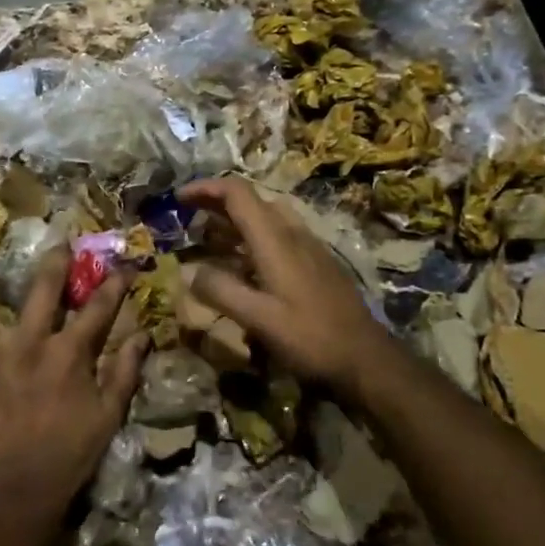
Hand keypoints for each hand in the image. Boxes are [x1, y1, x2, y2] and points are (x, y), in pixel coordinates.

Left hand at [0, 250, 145, 513]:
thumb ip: (125, 373)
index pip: (98, 307)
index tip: (124, 265)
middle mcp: (29, 343)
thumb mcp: (108, 416)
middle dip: (54, 261)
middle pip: (42, 288)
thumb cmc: (69, 455)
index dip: (114, 283)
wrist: (16, 493)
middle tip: (59, 242)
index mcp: (68, 353)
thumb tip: (143, 336)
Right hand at [178, 177, 402, 401]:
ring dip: (234, 220)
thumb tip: (189, 271)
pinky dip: (251, 237)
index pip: (237, 193)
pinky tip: (242, 263)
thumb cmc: (311, 337)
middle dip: (216, 202)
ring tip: (207, 238)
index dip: (205, 188)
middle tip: (188, 216)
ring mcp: (307, 246)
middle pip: (251, 200)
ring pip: (265, 217)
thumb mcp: (260, 319)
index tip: (178, 198)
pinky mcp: (316, 262)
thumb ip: (221, 292)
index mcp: (275, 239)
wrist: (366, 357)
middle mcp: (292, 232)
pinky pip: (277, 235)